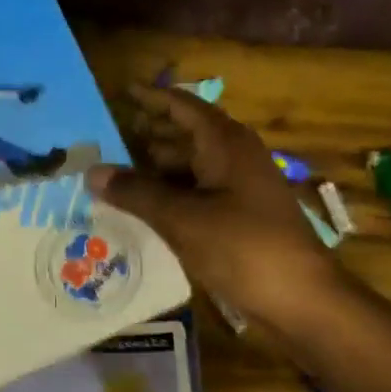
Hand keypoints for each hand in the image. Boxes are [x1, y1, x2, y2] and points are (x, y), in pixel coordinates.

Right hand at [88, 84, 338, 334]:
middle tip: (108, 141)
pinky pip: (197, 197)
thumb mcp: (182, 217)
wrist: (299, 298)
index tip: (122, 93)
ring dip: (156, 172)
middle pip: (186, 137)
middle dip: (149, 137)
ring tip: (116, 179)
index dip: (153, 99)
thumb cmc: (242, 246)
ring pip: (190, 170)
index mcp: (226, 145)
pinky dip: (170, 199)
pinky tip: (144, 212)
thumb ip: (136, 192)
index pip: (183, 107)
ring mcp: (239, 191)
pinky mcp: (239, 220)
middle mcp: (234, 159)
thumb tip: (91, 171)